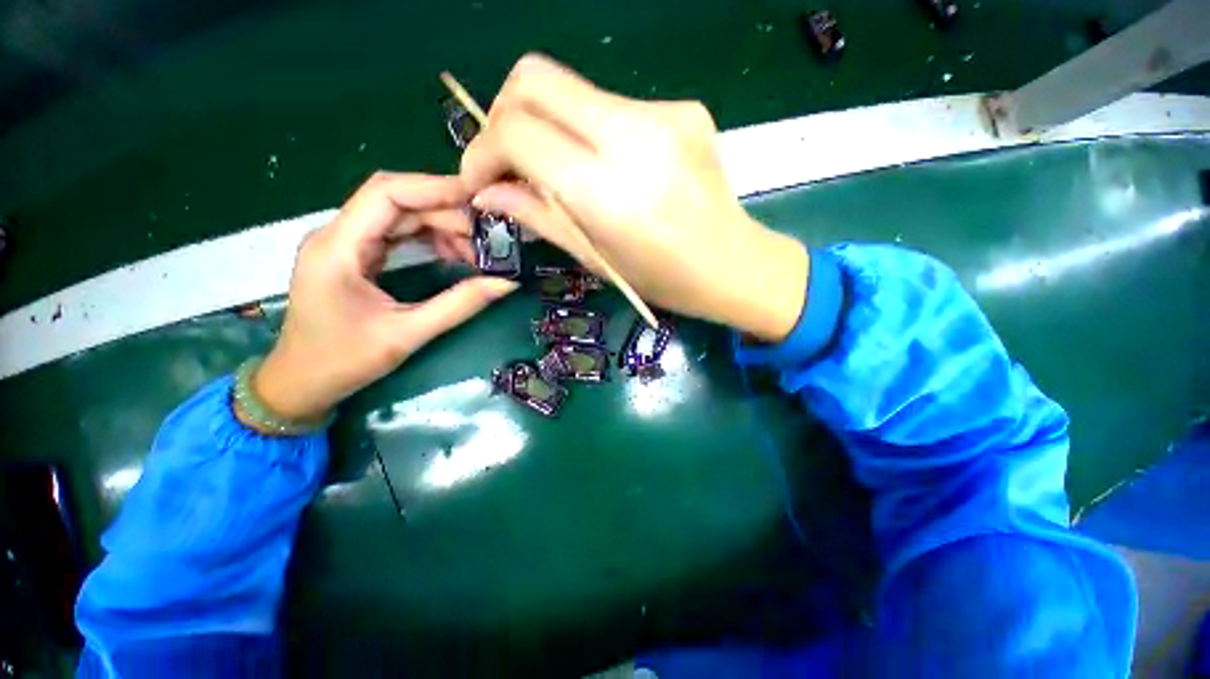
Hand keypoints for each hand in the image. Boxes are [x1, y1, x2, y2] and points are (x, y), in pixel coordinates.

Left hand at [247, 172, 517, 425]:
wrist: (301, 383)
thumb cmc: (343, 362)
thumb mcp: (407, 335)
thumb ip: (459, 305)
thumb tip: (506, 283)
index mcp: (338, 247)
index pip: (387, 193)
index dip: (434, 188)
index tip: (478, 200)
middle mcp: (338, 235)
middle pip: (397, 200)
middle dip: (446, 212)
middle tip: (488, 235)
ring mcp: (346, 244)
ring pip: (400, 215)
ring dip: (441, 226)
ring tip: (476, 251)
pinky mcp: (357, 256)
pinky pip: (398, 233)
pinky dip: (430, 239)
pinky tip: (454, 255)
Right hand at [460, 54, 808, 340]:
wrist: (734, 264)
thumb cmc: (664, 280)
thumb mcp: (595, 259)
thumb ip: (538, 217)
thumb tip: (486, 193)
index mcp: (609, 190)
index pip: (517, 132)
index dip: (482, 151)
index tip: (480, 179)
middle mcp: (634, 135)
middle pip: (535, 78)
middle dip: (503, 116)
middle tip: (507, 161)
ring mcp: (664, 113)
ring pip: (572, 90)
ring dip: (548, 125)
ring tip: (558, 171)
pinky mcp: (682, 107)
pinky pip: (612, 105)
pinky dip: (589, 131)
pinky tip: (606, 167)